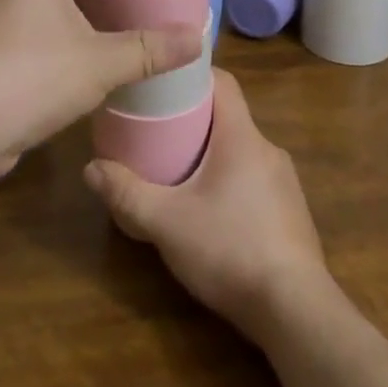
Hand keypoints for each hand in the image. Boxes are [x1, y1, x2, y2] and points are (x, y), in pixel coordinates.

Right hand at [83, 68, 328, 340]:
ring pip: (241, 150)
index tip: (163, 80)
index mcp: (242, 137)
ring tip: (178, 169)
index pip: (223, 81)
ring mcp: (285, 183)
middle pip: (228, 116)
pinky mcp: (292, 213)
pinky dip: (230, 181)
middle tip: (157, 128)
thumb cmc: (230, 250)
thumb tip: (90, 168)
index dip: (193, 74)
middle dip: (194, 118)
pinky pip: (255, 180)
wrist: (297, 313)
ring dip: (212, 153)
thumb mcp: (166, 222)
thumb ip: (127, 193)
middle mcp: (268, 149)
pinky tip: (210, 210)